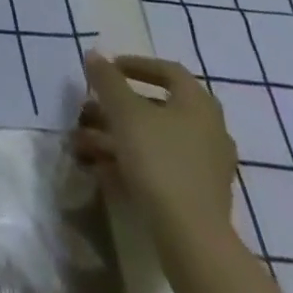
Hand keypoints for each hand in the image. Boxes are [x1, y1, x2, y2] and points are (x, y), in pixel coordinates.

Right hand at [72, 52, 237, 249]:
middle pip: (158, 108)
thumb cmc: (159, 159)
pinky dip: (132, 161)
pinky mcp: (199, 195)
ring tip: (84, 141)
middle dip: (118, 106)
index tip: (109, 68)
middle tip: (92, 106)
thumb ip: (107, 80)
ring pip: (155, 139)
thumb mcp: (124, 111)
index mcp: (199, 105)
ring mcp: (206, 166)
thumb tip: (95, 55)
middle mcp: (209, 131)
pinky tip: (102, 168)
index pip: (169, 71)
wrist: (191, 236)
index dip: (136, 64)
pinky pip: (161, 165)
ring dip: (118, 135)